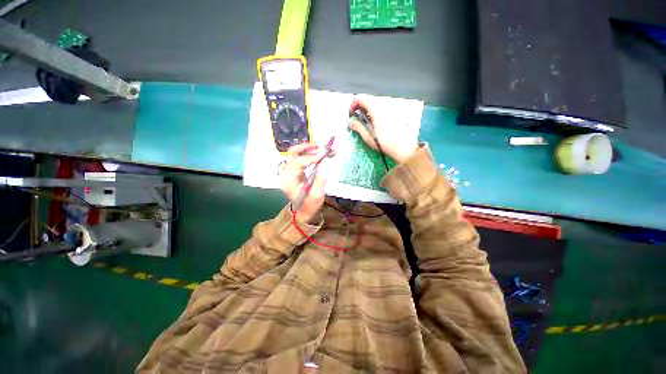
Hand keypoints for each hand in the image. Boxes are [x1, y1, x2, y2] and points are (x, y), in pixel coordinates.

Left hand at [280, 143, 328, 222]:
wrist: (302, 212)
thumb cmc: (309, 205)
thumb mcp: (316, 195)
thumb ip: (320, 179)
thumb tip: (325, 163)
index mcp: (289, 181)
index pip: (298, 163)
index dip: (311, 157)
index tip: (324, 154)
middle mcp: (286, 174)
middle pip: (293, 154)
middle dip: (307, 148)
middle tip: (321, 146)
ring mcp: (289, 172)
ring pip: (296, 154)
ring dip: (308, 149)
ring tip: (321, 148)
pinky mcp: (294, 171)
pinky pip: (299, 158)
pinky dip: (308, 154)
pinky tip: (318, 153)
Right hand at [348, 97, 418, 163]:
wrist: (404, 148)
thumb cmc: (385, 144)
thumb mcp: (368, 137)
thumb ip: (358, 127)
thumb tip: (350, 121)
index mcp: (375, 110)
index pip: (360, 99)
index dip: (353, 105)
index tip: (350, 115)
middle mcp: (383, 106)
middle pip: (367, 100)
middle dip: (359, 107)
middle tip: (355, 119)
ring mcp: (389, 109)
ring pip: (374, 104)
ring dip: (366, 110)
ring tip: (364, 123)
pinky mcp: (393, 114)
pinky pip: (380, 108)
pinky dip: (373, 112)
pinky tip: (374, 124)